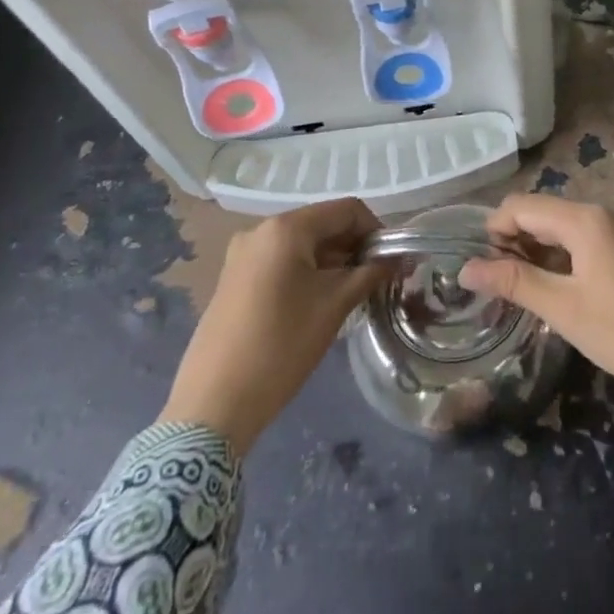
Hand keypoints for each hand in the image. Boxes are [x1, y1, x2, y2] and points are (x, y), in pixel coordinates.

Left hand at [158, 198, 386, 450]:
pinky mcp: (234, 279)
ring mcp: (242, 255)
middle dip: (354, 247)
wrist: (214, 403)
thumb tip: (400, 258)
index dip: (376, 230)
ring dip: (333, 261)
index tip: (392, 261)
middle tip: (376, 279)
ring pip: (302, 245)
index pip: (346, 210)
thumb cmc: (282, 345)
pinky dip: (307, 272)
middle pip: (323, 224)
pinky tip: (318, 303)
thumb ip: (371, 272)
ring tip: (351, 294)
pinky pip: (281, 261)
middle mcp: (260, 231)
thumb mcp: (335, 304)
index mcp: (286, 228)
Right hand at [458, 194, 613, 409]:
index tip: (483, 268)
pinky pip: (577, 237)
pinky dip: (556, 254)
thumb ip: (513, 281)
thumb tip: (466, 268)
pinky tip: (551, 285)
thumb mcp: (561, 308)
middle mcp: (598, 213)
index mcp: (583, 219)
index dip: (494, 230)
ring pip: (558, 225)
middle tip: (499, 281)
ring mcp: (613, 229)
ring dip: (534, 247)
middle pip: (540, 211)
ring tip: (520, 286)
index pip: (521, 206)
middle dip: (513, 238)